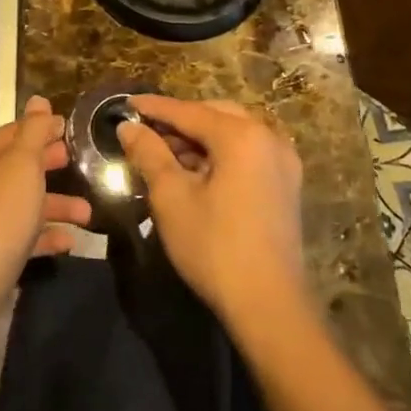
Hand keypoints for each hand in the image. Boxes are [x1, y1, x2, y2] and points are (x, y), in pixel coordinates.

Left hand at [0, 96, 92, 332]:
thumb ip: (33, 133)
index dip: (42, 128)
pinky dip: (45, 236)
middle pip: (18, 168)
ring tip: (90, 214)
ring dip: (56, 205)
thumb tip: (39, 99)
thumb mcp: (20, 168)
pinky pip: (23, 237)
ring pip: (24, 204)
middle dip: (51, 165)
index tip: (74, 129)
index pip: (13, 133)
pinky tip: (70, 242)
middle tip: (85, 163)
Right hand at [118, 96, 309, 330]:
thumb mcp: (171, 196)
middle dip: (179, 120)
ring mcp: (283, 162)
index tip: (125, 104)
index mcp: (242, 136)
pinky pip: (248, 153)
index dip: (154, 108)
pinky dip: (220, 153)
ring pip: (233, 133)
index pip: (188, 111)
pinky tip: (196, 171)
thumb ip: (149, 153)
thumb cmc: (214, 246)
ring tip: (165, 152)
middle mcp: (269, 138)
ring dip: (200, 138)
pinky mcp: (285, 185)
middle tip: (145, 130)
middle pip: (215, 115)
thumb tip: (129, 128)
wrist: (269, 305)